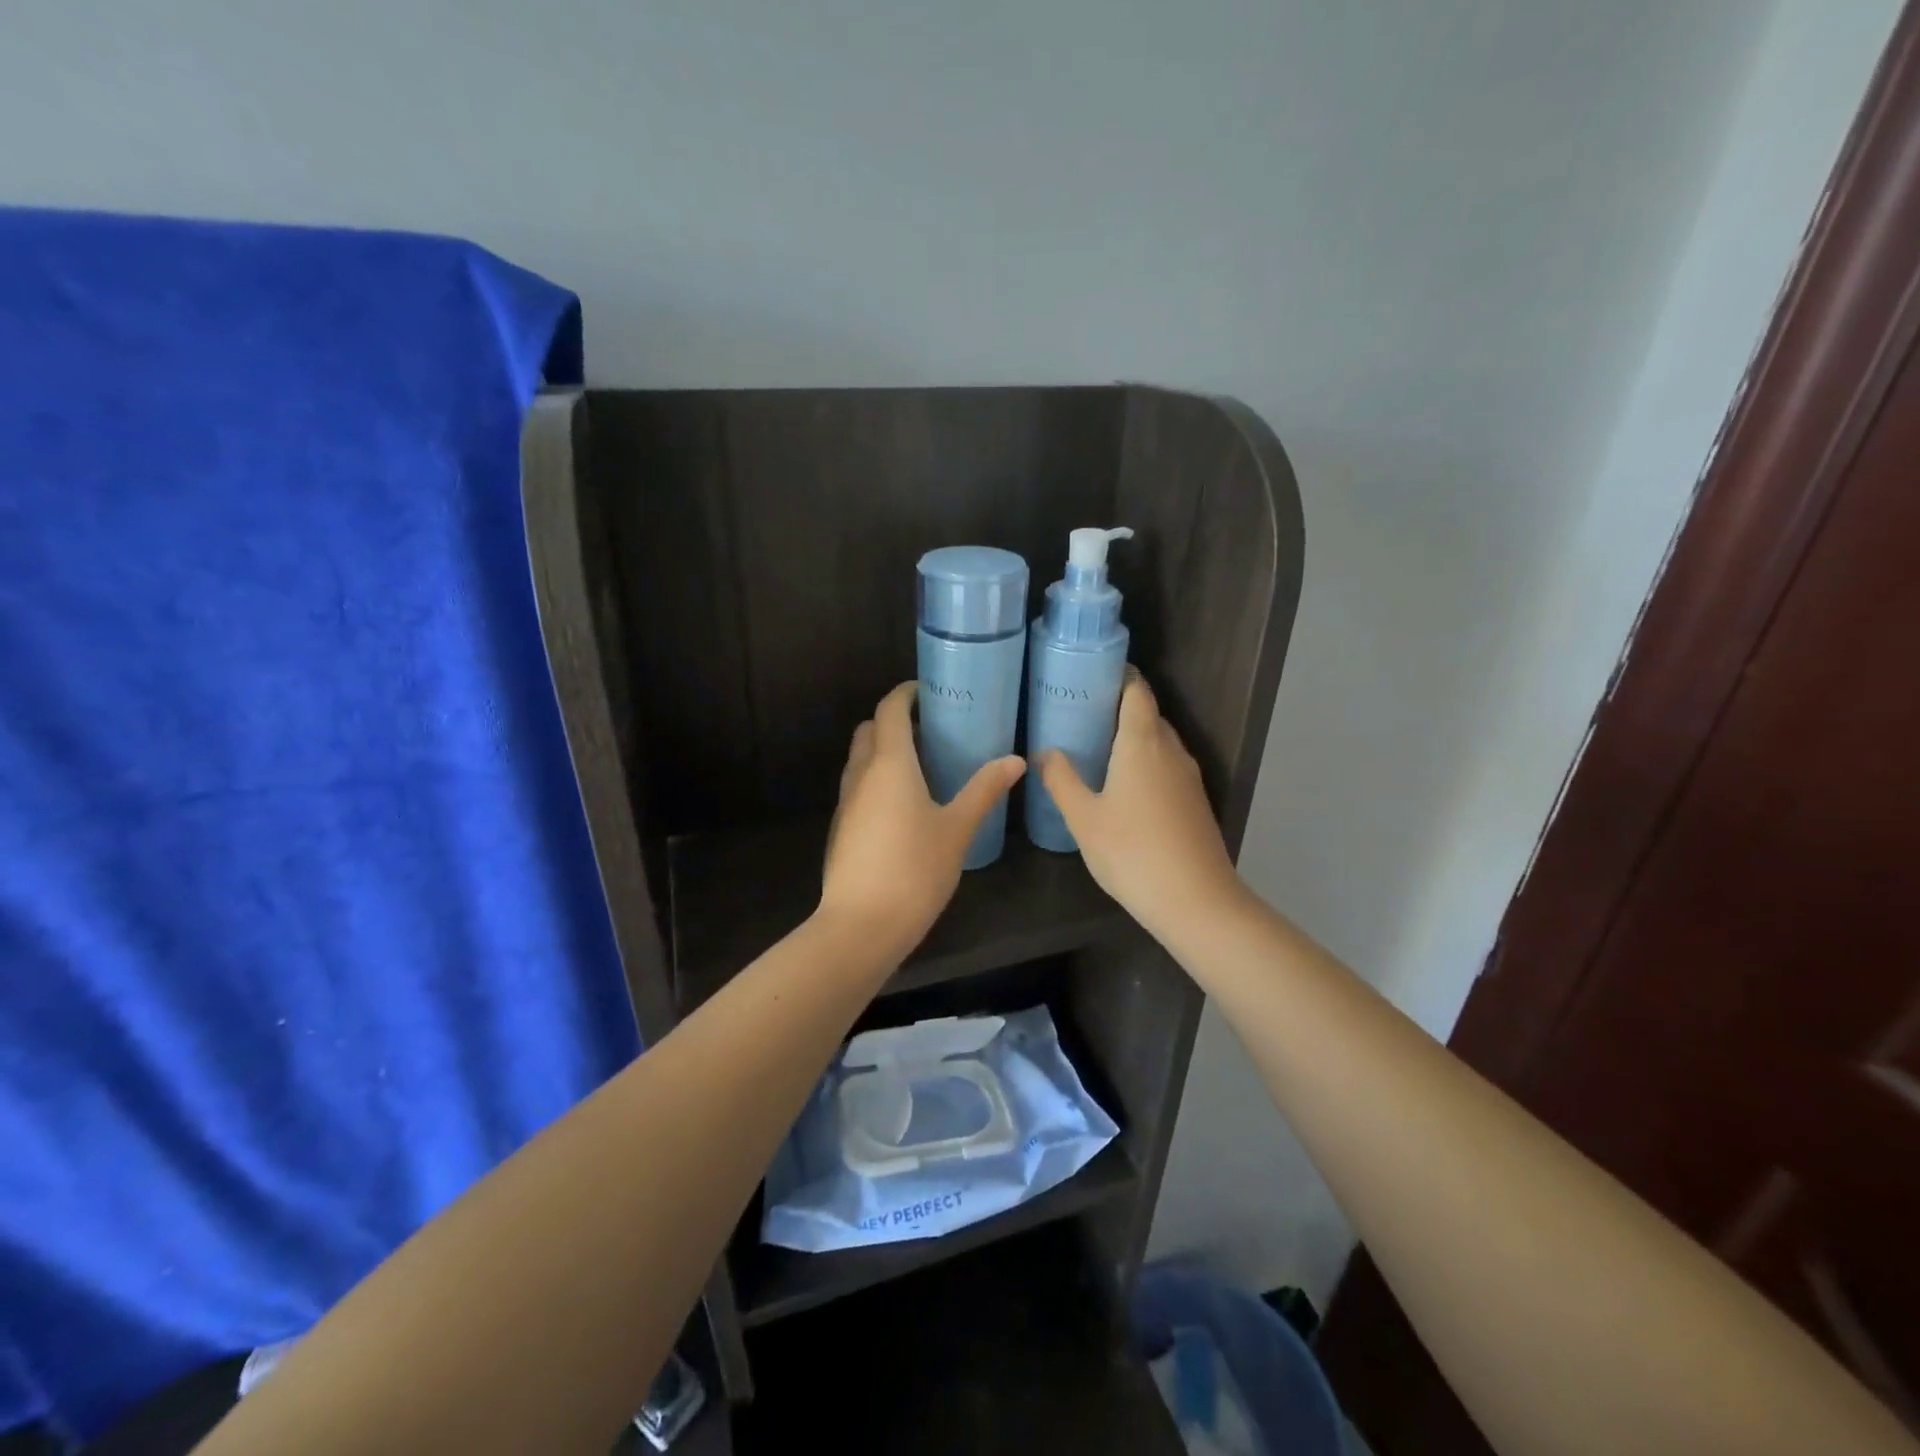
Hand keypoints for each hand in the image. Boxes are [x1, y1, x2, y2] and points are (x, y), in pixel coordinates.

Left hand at [820, 682, 1025, 954]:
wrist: (861, 925)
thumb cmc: (915, 869)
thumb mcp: (958, 829)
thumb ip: (984, 790)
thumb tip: (1016, 760)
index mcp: (890, 764)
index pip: (890, 710)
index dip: (905, 694)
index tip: (925, 691)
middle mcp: (861, 775)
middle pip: (869, 730)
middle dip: (892, 720)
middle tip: (928, 728)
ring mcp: (845, 803)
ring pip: (859, 760)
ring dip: (881, 750)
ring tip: (919, 764)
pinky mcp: (840, 829)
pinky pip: (857, 787)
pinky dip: (875, 779)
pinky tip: (902, 805)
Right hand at [1036, 673, 1245, 943]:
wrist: (1196, 901)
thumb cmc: (1132, 852)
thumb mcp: (1084, 818)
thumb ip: (1061, 780)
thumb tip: (1044, 752)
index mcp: (1142, 743)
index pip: (1136, 691)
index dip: (1118, 677)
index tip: (1091, 676)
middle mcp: (1171, 750)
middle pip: (1148, 714)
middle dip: (1119, 708)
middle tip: (1081, 714)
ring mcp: (1188, 778)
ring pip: (1160, 742)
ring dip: (1133, 738)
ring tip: (1097, 748)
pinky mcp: (1195, 803)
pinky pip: (1167, 767)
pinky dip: (1146, 763)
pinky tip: (1124, 787)